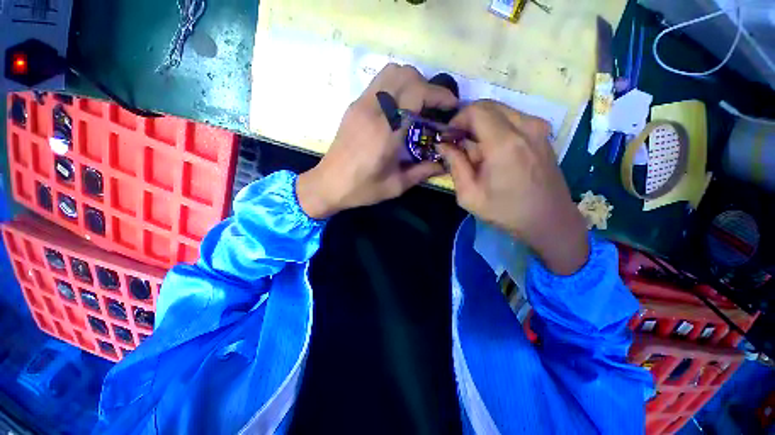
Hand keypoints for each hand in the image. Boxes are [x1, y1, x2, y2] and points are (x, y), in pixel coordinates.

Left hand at [297, 64, 456, 218]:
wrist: (327, 185)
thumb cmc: (361, 189)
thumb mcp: (396, 186)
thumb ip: (422, 172)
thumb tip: (444, 163)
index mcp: (385, 133)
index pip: (416, 94)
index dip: (438, 95)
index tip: (451, 105)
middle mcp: (372, 111)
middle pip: (404, 74)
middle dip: (426, 85)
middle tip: (434, 106)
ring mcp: (360, 105)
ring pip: (390, 72)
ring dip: (410, 81)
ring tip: (418, 103)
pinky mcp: (353, 106)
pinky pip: (379, 83)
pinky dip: (395, 86)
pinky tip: (399, 108)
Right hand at [437, 101, 588, 275]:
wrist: (549, 220)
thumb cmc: (506, 211)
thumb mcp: (469, 194)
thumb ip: (455, 164)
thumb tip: (443, 145)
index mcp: (504, 143)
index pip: (475, 110)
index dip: (457, 120)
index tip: (449, 137)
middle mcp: (525, 127)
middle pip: (488, 105)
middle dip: (468, 120)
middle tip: (459, 142)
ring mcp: (538, 128)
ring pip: (501, 110)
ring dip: (482, 124)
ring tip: (476, 149)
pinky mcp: (543, 133)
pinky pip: (514, 118)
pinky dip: (497, 127)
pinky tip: (493, 150)